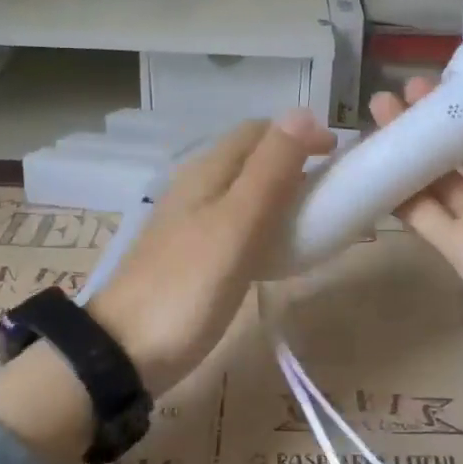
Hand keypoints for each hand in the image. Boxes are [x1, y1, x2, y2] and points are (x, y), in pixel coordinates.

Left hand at [90, 109, 336, 393]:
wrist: (125, 351)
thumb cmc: (188, 286)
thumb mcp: (237, 224)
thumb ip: (270, 170)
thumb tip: (303, 112)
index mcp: (207, 171)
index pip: (259, 130)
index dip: (300, 134)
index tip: (337, 158)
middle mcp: (196, 186)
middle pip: (250, 157)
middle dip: (293, 161)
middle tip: (329, 191)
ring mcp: (189, 220)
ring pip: (243, 189)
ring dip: (280, 192)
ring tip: (310, 219)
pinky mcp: (189, 253)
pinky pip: (234, 222)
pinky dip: (263, 223)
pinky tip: (275, 249)